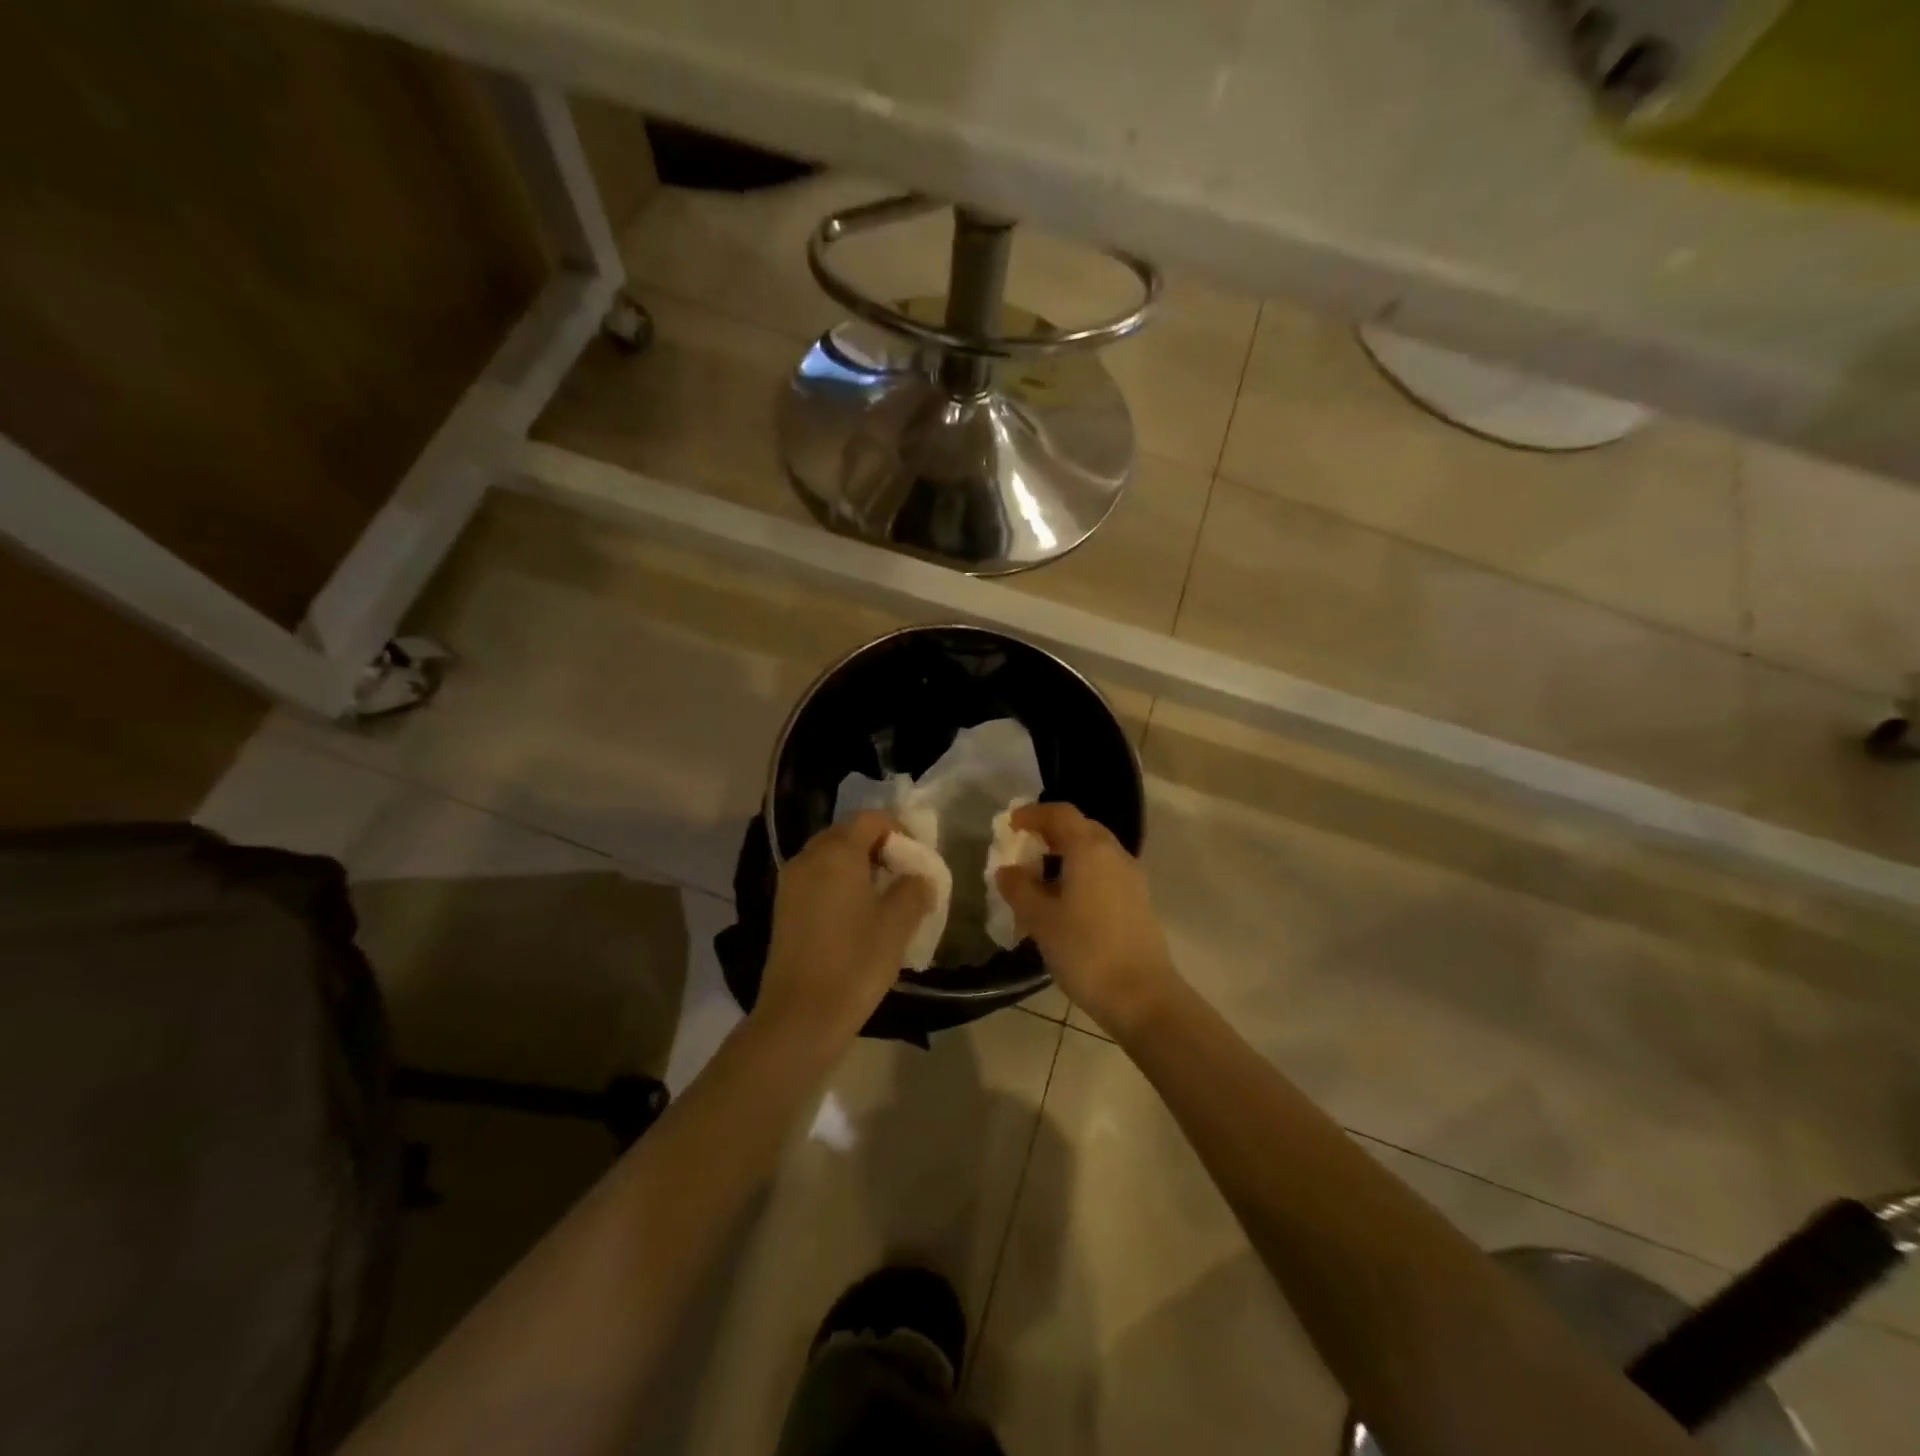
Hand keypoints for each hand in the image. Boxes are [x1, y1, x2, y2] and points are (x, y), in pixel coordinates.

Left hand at [754, 812, 933, 1054]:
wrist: (800, 1016)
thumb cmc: (855, 962)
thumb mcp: (898, 924)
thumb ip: (915, 889)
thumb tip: (919, 877)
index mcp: (837, 853)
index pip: (870, 819)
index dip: (898, 829)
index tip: (917, 856)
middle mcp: (808, 858)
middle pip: (846, 834)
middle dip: (877, 846)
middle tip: (902, 874)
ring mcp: (790, 883)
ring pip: (829, 857)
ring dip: (857, 865)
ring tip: (881, 896)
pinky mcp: (783, 908)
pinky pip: (816, 879)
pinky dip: (838, 883)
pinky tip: (855, 915)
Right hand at [993, 802, 1179, 1035]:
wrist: (1141, 995)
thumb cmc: (1085, 950)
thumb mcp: (1040, 919)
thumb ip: (1019, 888)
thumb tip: (1007, 870)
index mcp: (1089, 849)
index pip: (1060, 813)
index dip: (1033, 814)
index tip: (1011, 824)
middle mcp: (1114, 854)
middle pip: (1081, 828)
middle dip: (1051, 832)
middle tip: (1024, 848)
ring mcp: (1131, 877)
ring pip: (1095, 851)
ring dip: (1067, 855)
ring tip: (1041, 878)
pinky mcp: (1139, 901)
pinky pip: (1105, 872)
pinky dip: (1083, 873)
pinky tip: (1067, 901)